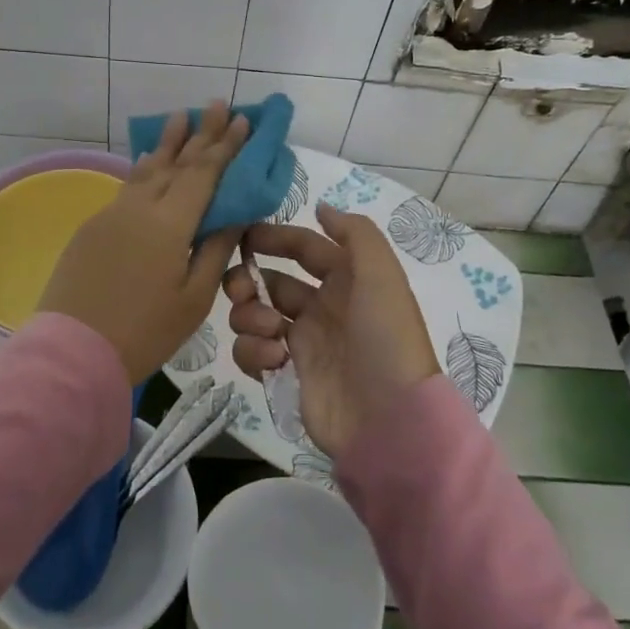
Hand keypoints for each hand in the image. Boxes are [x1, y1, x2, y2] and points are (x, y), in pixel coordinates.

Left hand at [38, 101, 247, 383]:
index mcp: (169, 223)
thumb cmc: (144, 331)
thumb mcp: (193, 298)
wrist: (73, 350)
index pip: (203, 173)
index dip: (224, 146)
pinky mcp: (93, 227)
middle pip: (176, 162)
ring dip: (167, 143)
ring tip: (180, 117)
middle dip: (200, 133)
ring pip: (147, 170)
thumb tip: (233, 216)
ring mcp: (112, 214)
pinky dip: (144, 169)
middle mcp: (139, 207)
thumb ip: (214, 250)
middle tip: (217, 103)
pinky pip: (127, 187)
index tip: (241, 120)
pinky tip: (149, 162)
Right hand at [222, 203, 437, 457]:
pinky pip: (253, 352)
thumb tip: (321, 207)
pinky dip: (254, 351)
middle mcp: (322, 307)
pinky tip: (275, 360)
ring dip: (250, 316)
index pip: (304, 248)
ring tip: (271, 332)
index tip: (242, 236)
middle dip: (248, 279)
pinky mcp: (287, 374)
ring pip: (255, 315)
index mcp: (346, 280)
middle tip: (240, 289)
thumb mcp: (381, 274)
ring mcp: (303, 342)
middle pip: (270, 281)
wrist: (389, 420)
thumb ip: (354, 232)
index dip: (275, 237)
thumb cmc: (385, 338)